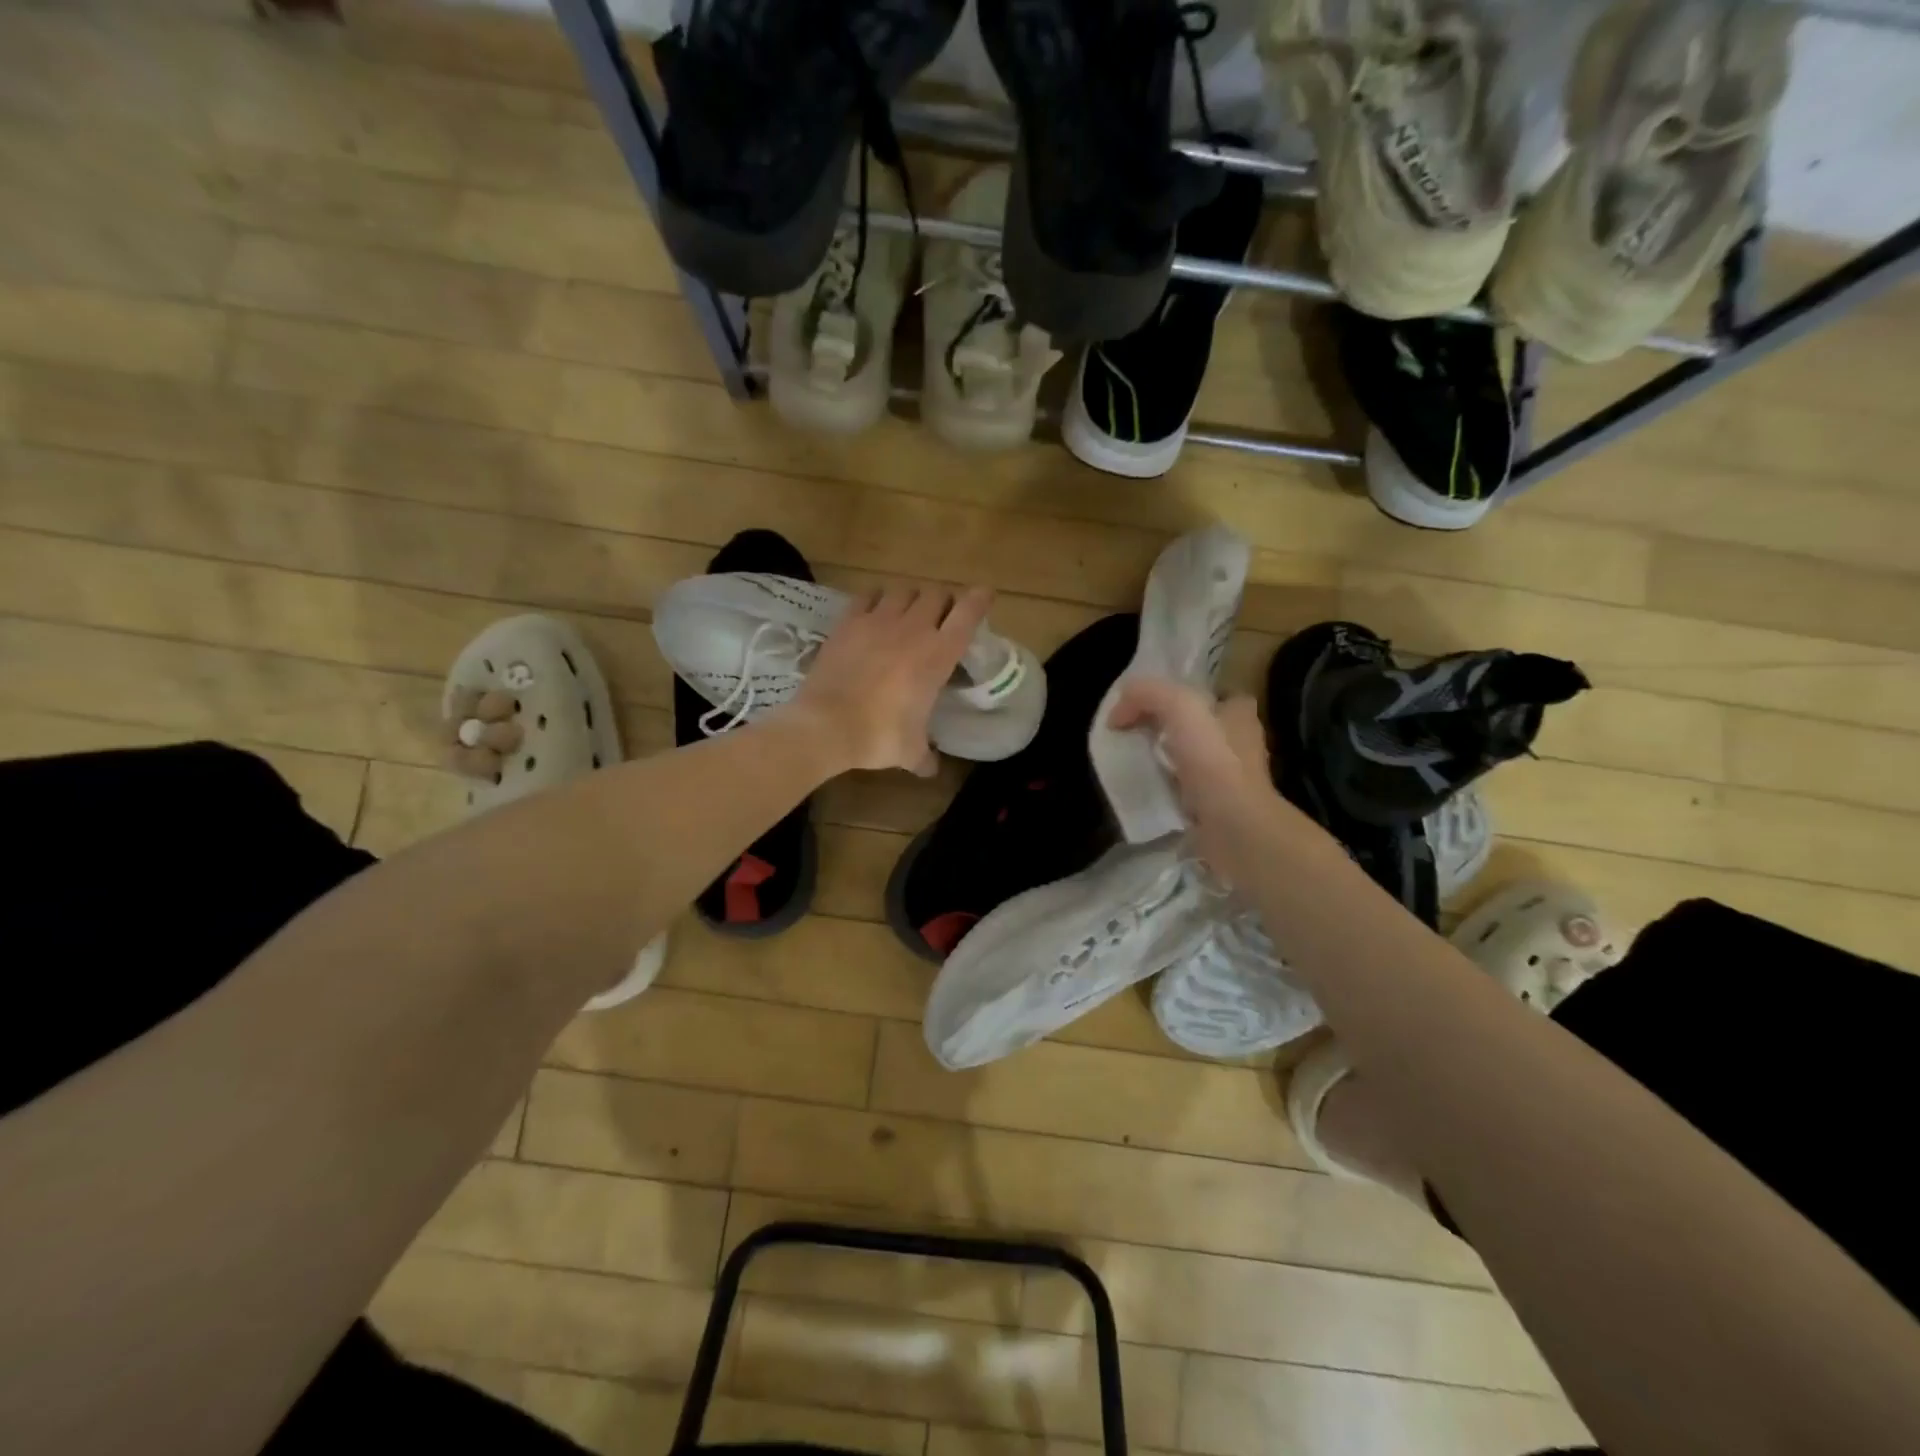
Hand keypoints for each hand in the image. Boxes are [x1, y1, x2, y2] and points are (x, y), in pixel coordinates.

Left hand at [784, 582, 994, 776]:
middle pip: (936, 593)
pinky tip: (875, 610)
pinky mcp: (849, 621)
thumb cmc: (879, 736)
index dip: (980, 599)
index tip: (985, 595)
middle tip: (941, 615)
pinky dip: (877, 598)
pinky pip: (868, 595)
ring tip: (908, 611)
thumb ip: (925, 757)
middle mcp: (913, 629)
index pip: (968, 614)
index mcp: (938, 655)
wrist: (826, 725)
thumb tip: (931, 770)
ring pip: (904, 589)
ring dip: (912, 597)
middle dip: (943, 601)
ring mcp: (878, 620)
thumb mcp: (910, 752)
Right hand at [1108, 677, 1327, 887]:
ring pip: (1189, 759)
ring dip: (1164, 761)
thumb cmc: (1214, 761)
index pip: (1207, 696)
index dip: (1177, 697)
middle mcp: (1239, 743)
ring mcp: (1230, 779)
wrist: (1234, 828)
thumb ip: (1147, 694)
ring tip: (1135, 764)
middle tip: (1132, 736)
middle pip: (1195, 727)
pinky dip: (1166, 790)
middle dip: (1166, 730)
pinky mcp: (1217, 808)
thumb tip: (1118, 710)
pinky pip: (1184, 790)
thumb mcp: (1179, 707)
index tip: (1145, 709)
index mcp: (1239, 714)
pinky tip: (1147, 791)